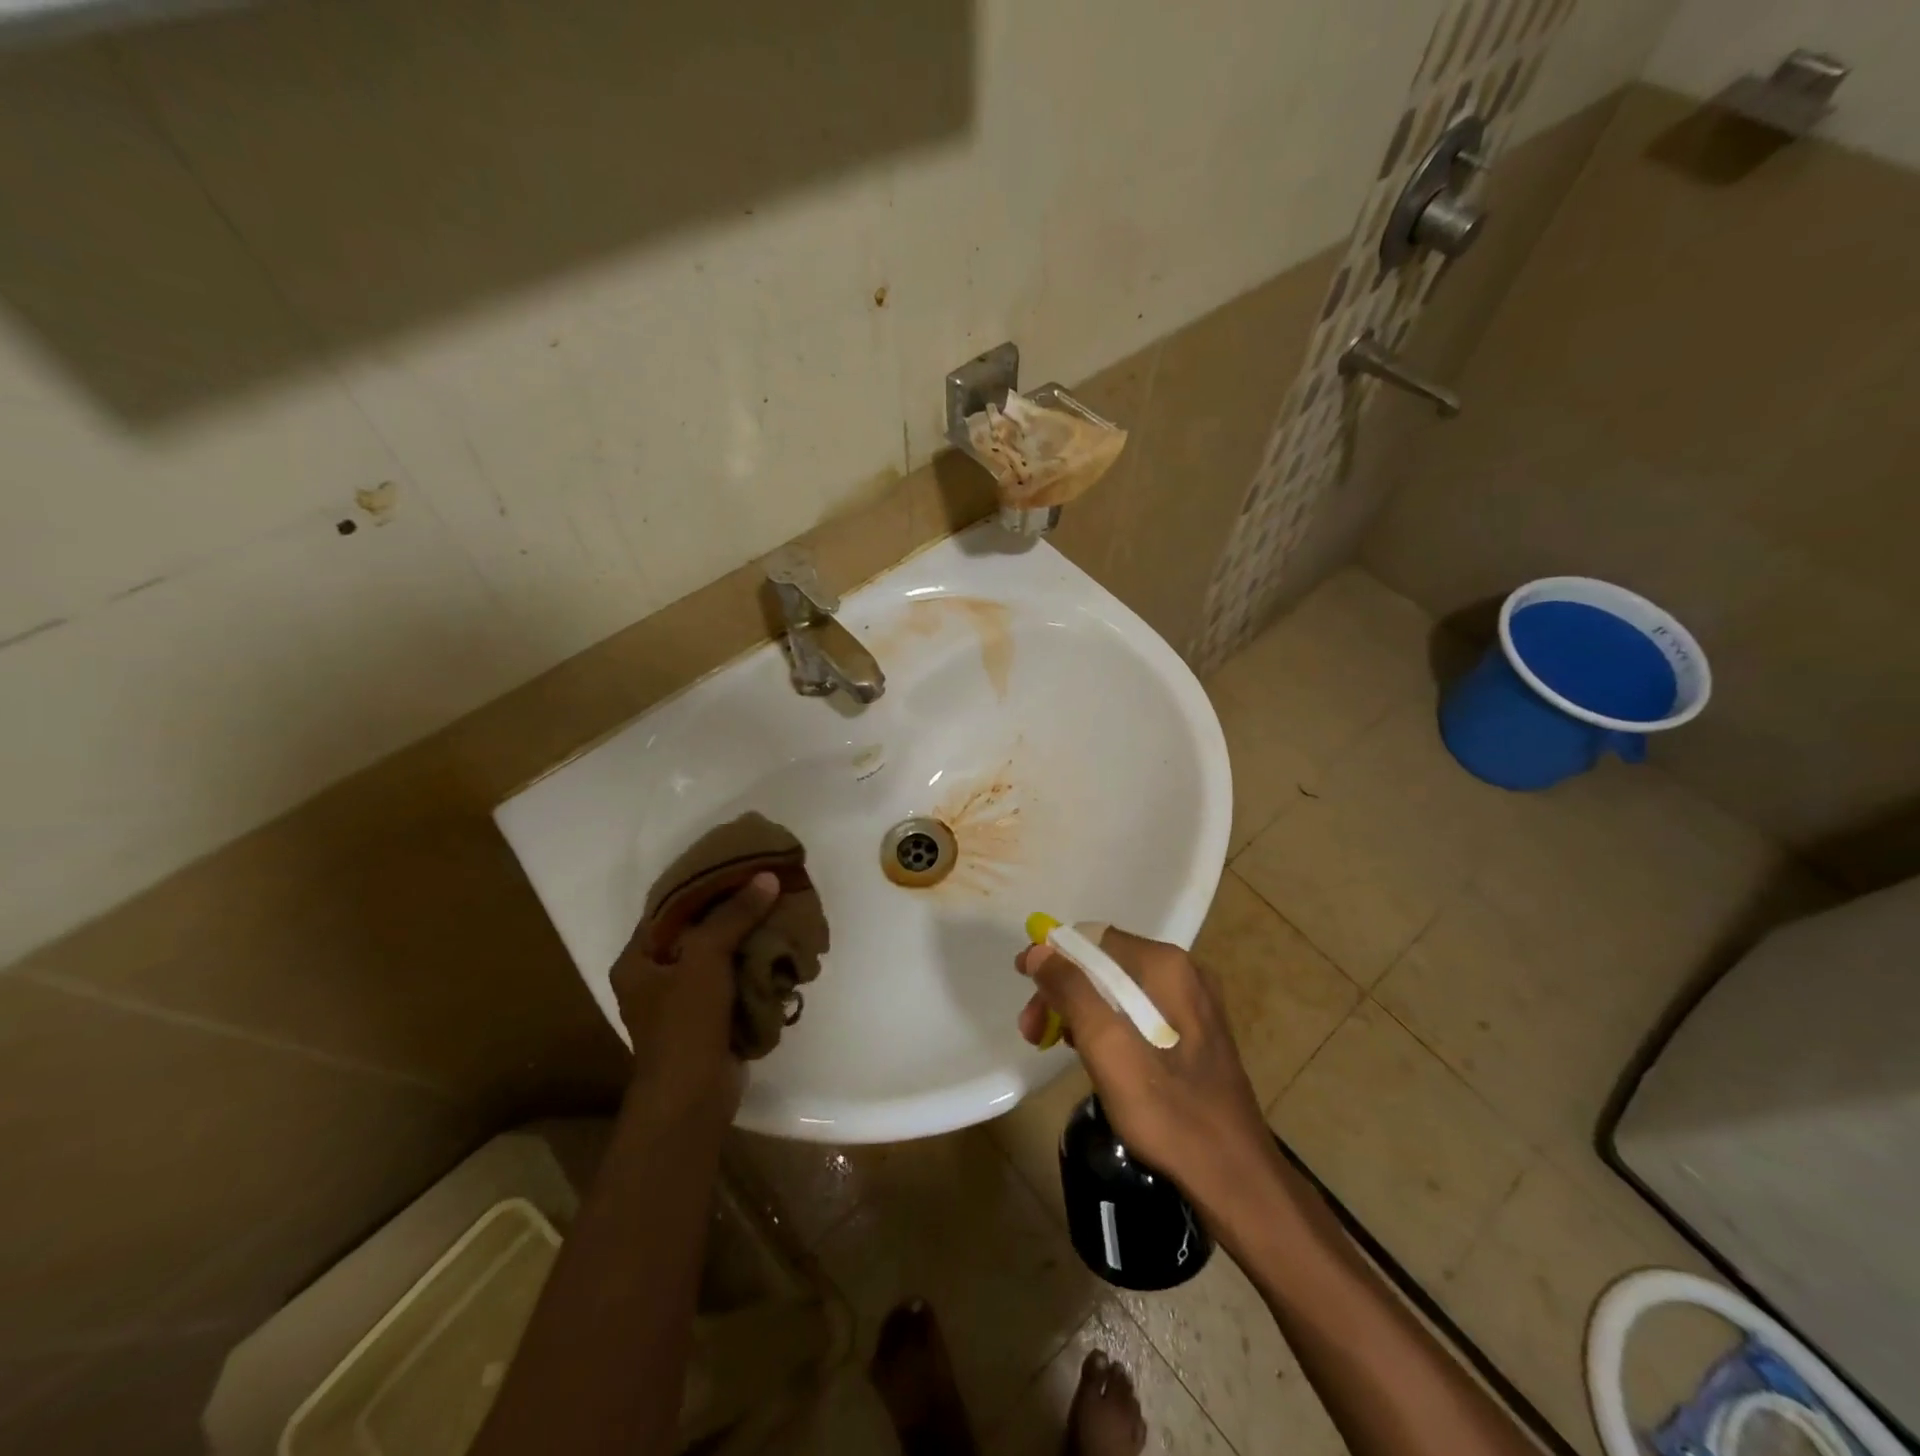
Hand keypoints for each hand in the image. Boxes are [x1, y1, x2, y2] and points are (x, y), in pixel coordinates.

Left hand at [611, 871, 777, 1112]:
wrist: (693, 1098)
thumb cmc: (684, 1023)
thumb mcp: (705, 958)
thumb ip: (734, 915)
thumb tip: (766, 877)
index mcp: (637, 960)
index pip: (668, 908)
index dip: (700, 885)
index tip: (734, 866)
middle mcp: (656, 977)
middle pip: (697, 931)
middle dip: (732, 912)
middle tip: (764, 888)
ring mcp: (684, 1001)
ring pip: (719, 956)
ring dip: (747, 939)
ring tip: (779, 913)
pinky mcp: (710, 1019)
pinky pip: (734, 981)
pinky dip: (754, 967)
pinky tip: (780, 950)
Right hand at [1015, 929, 1277, 1224]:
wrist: (1234, 1178)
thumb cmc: (1166, 1109)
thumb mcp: (1107, 1046)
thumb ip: (1071, 991)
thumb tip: (1039, 949)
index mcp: (1166, 966)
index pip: (1093, 938)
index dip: (1052, 956)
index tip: (1022, 981)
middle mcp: (1184, 972)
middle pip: (1105, 963)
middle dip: (1064, 990)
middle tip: (1032, 1029)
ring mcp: (1193, 1003)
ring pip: (1119, 989)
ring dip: (1080, 1009)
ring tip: (1054, 1043)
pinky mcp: (1196, 1033)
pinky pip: (1138, 1011)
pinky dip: (1107, 1024)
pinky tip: (1091, 1053)